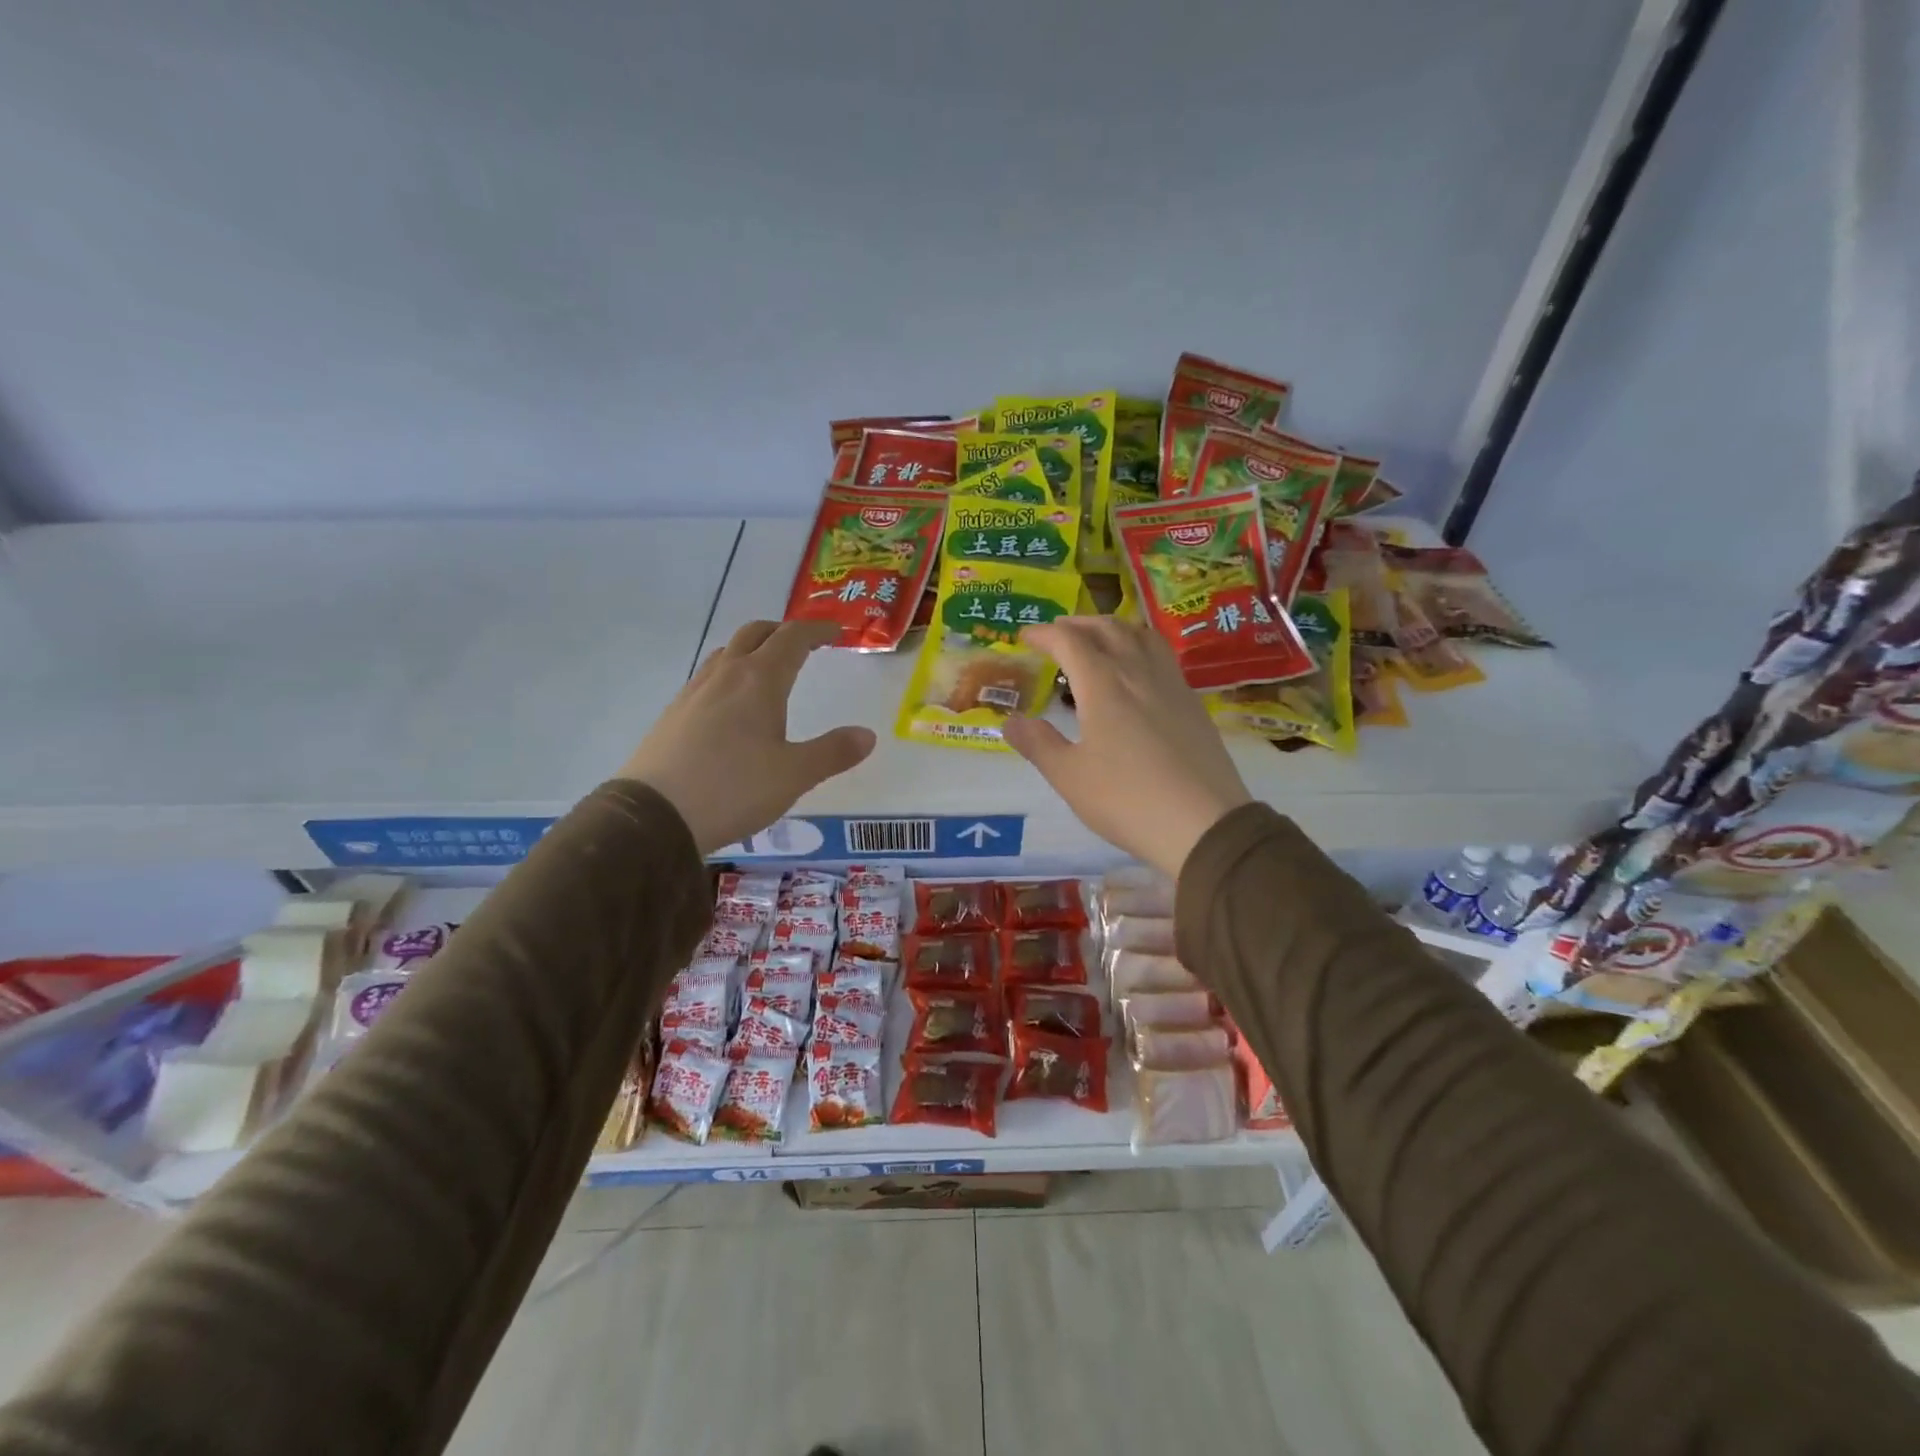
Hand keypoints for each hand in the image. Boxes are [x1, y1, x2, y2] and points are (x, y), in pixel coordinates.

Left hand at [618, 620, 875, 853]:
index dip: (817, 631)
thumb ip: (833, 752)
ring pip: (726, 653)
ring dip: (752, 649)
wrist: (654, 815)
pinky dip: (729, 675)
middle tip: (803, 644)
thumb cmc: (733, 789)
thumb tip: (868, 735)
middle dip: (782, 631)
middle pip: (755, 633)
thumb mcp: (794, 775)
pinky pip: (708, 678)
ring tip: (768, 670)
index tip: (836, 632)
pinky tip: (731, 706)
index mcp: (759, 680)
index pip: (792, 639)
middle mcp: (725, 675)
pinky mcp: (673, 714)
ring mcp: (693, 692)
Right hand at [1002, 618, 1251, 877]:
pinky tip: (1136, 673)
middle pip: (1108, 628)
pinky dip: (1139, 647)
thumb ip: (1038, 744)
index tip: (1025, 636)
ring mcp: (1171, 685)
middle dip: (1078, 624)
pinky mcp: (1193, 703)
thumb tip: (1011, 721)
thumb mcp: (1070, 777)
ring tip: (1098, 641)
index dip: (1044, 634)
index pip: (1069, 642)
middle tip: (1058, 633)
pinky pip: (1162, 656)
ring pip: (1141, 636)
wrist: (1204, 824)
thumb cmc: (1127, 800)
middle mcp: (1138, 672)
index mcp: (1103, 685)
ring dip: (1113, 629)